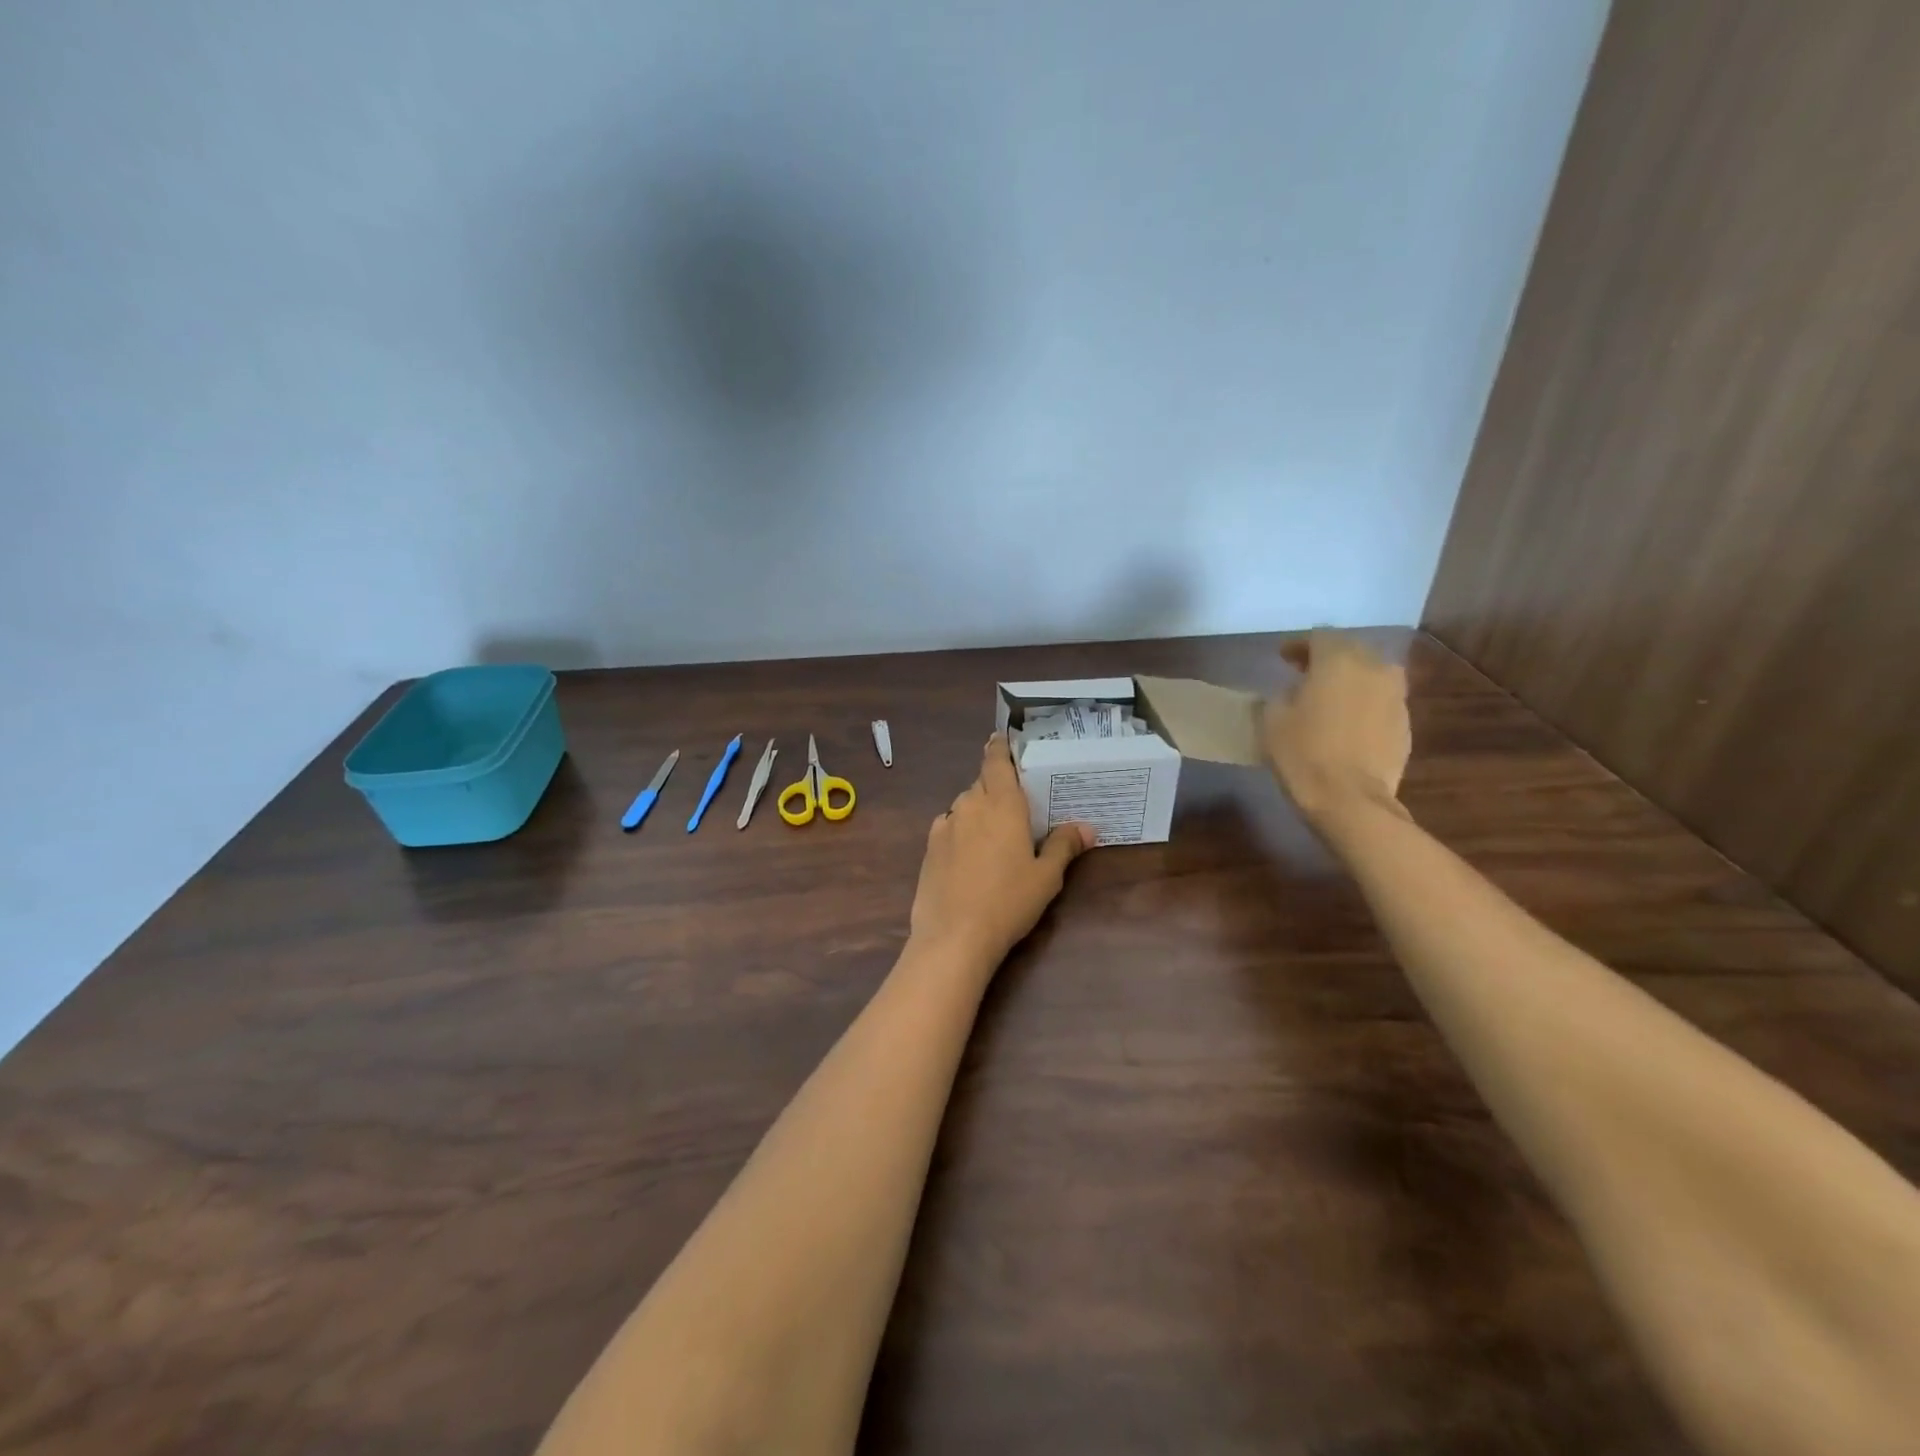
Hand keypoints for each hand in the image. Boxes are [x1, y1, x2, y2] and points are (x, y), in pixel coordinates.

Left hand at [910, 734, 1094, 965]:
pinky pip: (950, 826)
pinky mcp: (929, 847)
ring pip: (965, 805)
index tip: (1002, 738)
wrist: (954, 936)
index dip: (999, 747)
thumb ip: (1063, 846)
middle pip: (982, 783)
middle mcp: (969, 805)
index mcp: (1001, 804)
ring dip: (979, 811)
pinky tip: (970, 855)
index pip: (996, 761)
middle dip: (996, 786)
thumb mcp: (1046, 877)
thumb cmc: (1008, 901)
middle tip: (1016, 803)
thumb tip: (1087, 828)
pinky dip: (961, 831)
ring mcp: (945, 825)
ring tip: (995, 834)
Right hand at [1262, 629, 1411, 823]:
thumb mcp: (1273, 720)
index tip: (1282, 657)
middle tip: (1305, 673)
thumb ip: (1282, 695)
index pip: (1319, 637)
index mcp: (1338, 661)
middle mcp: (1374, 668)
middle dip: (1327, 658)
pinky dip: (1363, 702)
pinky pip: (1381, 700)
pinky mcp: (1405, 723)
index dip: (1298, 645)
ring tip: (1329, 697)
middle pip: (1350, 650)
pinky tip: (1347, 721)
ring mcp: (1395, 696)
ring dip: (1350, 679)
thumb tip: (1293, 692)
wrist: (1350, 800)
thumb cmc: (1303, 753)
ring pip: (1371, 674)